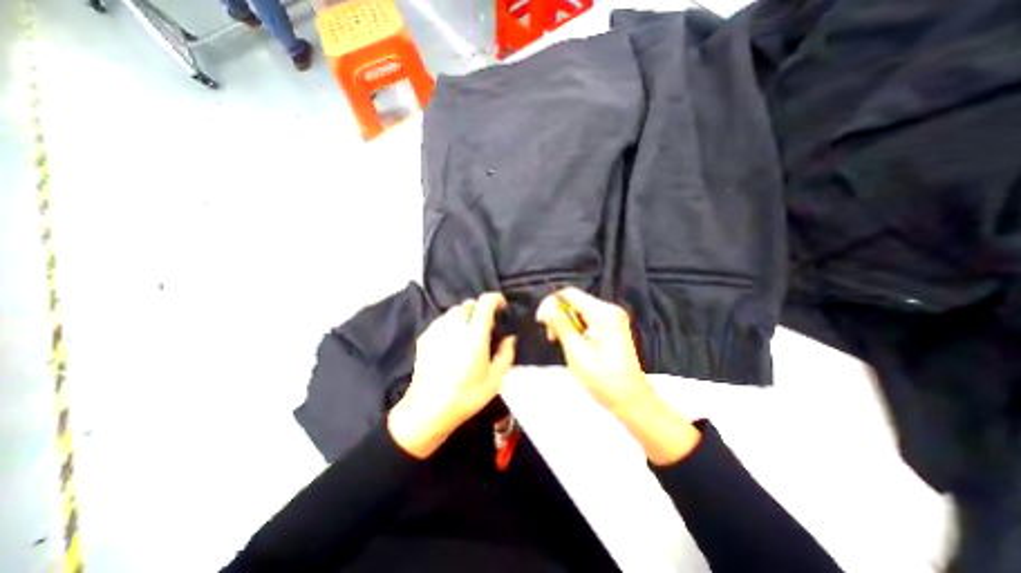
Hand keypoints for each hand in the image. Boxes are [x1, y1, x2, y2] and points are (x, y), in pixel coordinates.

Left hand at [391, 294, 519, 457]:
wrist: (427, 410)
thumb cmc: (466, 396)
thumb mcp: (495, 379)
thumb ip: (506, 354)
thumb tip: (510, 338)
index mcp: (474, 335)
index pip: (485, 302)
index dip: (496, 299)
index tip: (502, 307)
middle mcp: (454, 326)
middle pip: (469, 304)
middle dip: (480, 309)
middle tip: (486, 326)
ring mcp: (437, 330)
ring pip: (454, 311)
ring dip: (465, 316)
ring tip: (468, 333)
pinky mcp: (424, 337)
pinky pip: (441, 321)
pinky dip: (451, 323)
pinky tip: (452, 341)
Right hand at [537, 290, 697, 465]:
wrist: (630, 399)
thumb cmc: (602, 378)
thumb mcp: (576, 350)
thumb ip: (560, 324)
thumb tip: (547, 307)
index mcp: (603, 313)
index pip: (570, 293)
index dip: (551, 303)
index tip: (541, 320)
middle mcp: (610, 310)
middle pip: (575, 301)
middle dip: (559, 315)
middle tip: (552, 337)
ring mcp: (613, 318)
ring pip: (579, 310)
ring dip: (566, 323)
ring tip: (561, 342)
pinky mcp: (612, 326)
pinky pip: (588, 319)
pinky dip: (576, 328)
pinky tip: (574, 342)